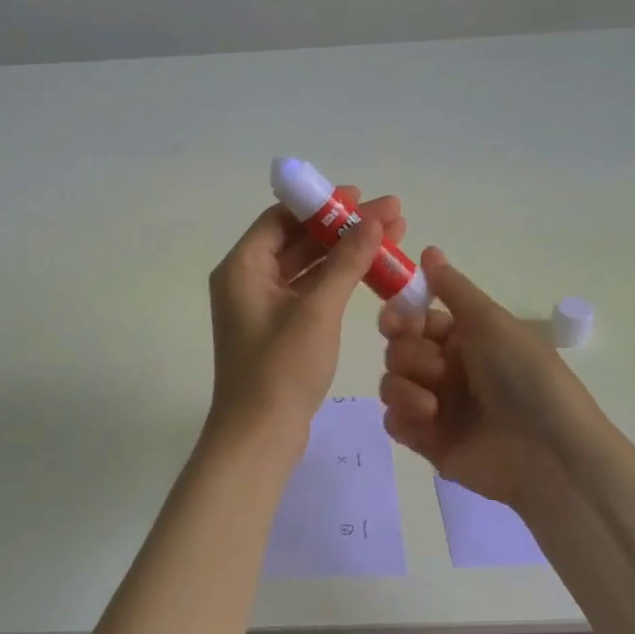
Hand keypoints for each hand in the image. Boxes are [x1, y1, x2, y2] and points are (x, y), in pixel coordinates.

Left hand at [208, 187, 405, 439]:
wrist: (259, 437)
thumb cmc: (281, 368)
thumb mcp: (318, 310)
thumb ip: (346, 262)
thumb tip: (372, 221)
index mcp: (242, 267)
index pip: (282, 217)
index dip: (321, 204)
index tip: (360, 196)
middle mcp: (247, 280)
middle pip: (298, 239)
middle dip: (344, 227)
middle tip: (392, 214)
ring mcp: (262, 306)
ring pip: (307, 266)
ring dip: (345, 253)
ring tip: (392, 237)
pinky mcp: (278, 329)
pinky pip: (309, 291)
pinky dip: (337, 280)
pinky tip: (371, 272)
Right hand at [377, 247, 620, 511]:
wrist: (548, 452)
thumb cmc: (524, 377)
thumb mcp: (491, 321)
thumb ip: (453, 288)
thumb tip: (428, 249)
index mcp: (465, 339)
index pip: (415, 319)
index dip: (399, 317)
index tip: (396, 322)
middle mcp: (448, 370)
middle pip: (397, 350)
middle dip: (409, 356)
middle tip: (437, 370)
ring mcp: (437, 407)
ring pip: (391, 384)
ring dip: (405, 388)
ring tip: (433, 406)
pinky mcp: (428, 442)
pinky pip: (393, 422)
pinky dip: (403, 419)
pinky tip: (426, 423)